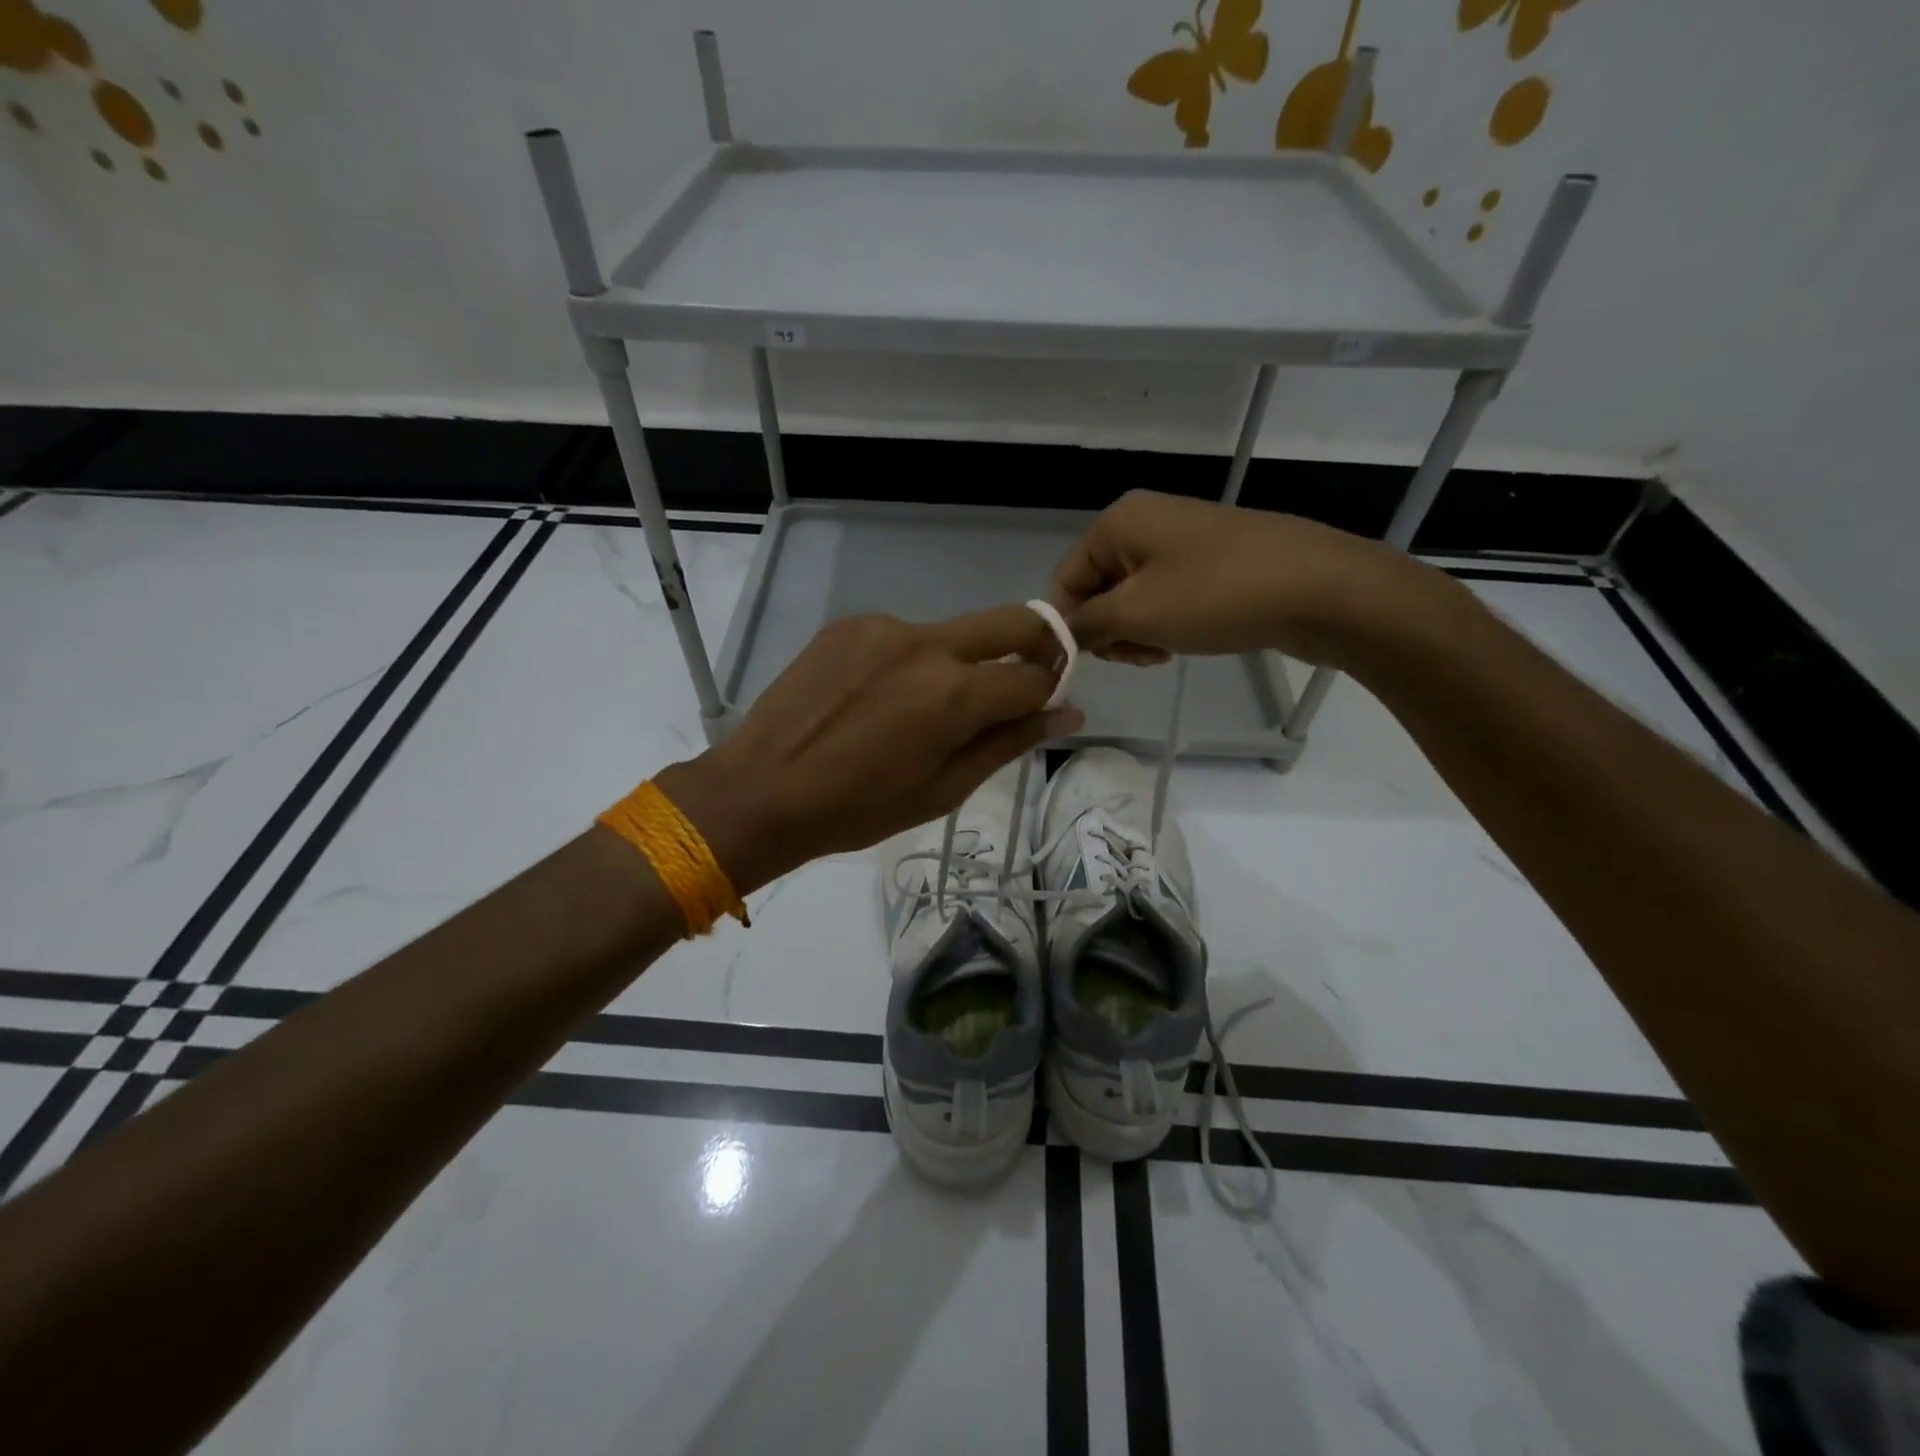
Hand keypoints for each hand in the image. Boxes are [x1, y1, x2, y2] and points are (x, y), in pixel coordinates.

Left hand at [657, 607, 1081, 892]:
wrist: (761, 790)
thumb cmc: (859, 809)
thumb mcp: (944, 789)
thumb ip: (1008, 742)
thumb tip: (1066, 713)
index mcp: (956, 694)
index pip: (1036, 675)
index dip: (1051, 690)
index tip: (1044, 705)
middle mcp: (928, 644)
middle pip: (1011, 623)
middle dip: (1036, 645)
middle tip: (1022, 681)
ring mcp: (885, 626)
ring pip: (953, 634)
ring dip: (960, 663)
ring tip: (919, 710)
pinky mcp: (850, 623)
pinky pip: (903, 636)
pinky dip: (911, 661)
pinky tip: (879, 698)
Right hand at [1050, 490, 1453, 667]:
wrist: (1319, 588)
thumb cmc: (1215, 595)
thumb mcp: (1135, 613)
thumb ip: (1084, 626)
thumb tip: (1058, 637)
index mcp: (1117, 522)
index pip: (1064, 582)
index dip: (1069, 627)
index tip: (1093, 662)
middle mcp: (1144, 523)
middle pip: (1097, 590)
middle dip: (1108, 631)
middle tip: (1136, 656)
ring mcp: (1182, 542)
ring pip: (1132, 600)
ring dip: (1136, 633)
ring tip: (1162, 653)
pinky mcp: (1211, 564)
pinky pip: (1166, 599)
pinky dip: (1165, 625)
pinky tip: (1182, 643)